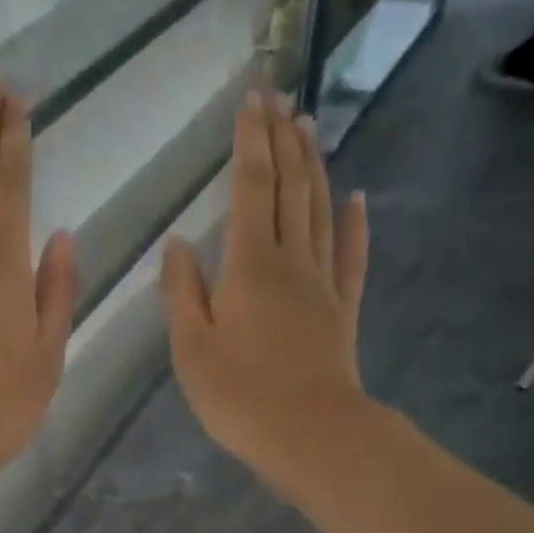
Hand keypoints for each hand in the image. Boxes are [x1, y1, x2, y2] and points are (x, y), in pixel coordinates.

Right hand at [162, 91, 369, 488]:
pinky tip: (356, 198)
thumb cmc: (240, 397)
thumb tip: (178, 244)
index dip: (250, 143)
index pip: (250, 188)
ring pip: (319, 211)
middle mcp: (290, 261)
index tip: (251, 99)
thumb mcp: (192, 350)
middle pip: (288, 188)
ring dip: (313, 166)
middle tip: (278, 97)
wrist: (311, 435)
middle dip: (281, 140)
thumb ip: (182, 293)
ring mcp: (322, 284)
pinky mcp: (343, 310)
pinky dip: (353, 224)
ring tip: (309, 126)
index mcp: (249, 266)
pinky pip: (351, 257)